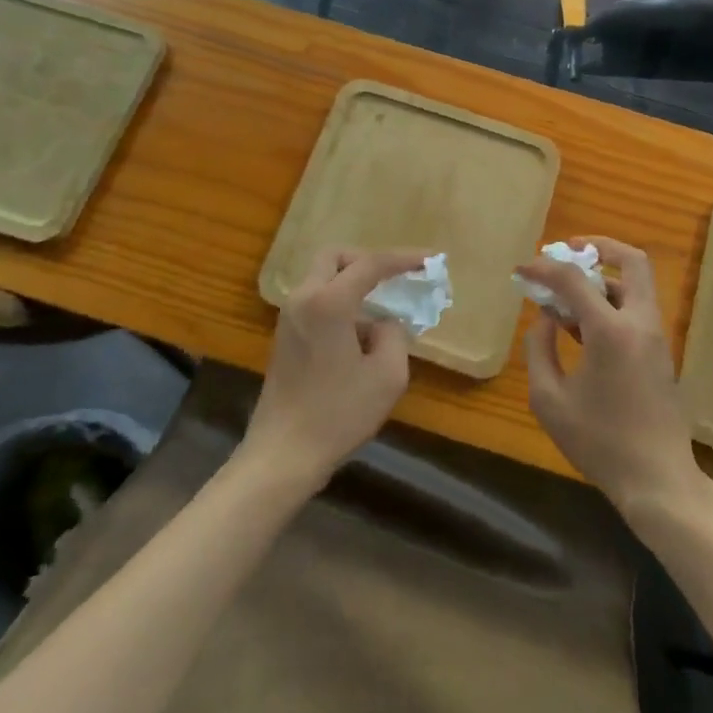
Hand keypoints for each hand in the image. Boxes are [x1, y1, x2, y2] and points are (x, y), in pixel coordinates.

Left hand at [242, 249, 415, 492]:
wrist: (282, 456)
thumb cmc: (338, 414)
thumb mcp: (387, 376)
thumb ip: (394, 335)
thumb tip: (383, 323)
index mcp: (328, 302)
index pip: (370, 264)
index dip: (403, 259)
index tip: (430, 260)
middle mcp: (304, 299)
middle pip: (335, 257)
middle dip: (367, 260)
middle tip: (393, 278)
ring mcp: (289, 317)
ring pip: (322, 277)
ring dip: (352, 283)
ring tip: (382, 310)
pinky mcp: (285, 337)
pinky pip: (316, 300)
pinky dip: (339, 301)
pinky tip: (360, 334)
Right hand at [519, 236, 702, 514]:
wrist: (658, 482)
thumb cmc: (599, 443)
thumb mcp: (550, 400)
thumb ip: (539, 350)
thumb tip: (545, 318)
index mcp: (611, 331)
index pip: (574, 278)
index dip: (544, 267)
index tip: (523, 268)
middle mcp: (640, 323)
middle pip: (632, 261)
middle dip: (600, 247)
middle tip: (569, 251)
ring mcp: (656, 337)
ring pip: (635, 285)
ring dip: (603, 279)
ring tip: (567, 297)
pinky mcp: (661, 354)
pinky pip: (636, 310)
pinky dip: (611, 303)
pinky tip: (582, 328)